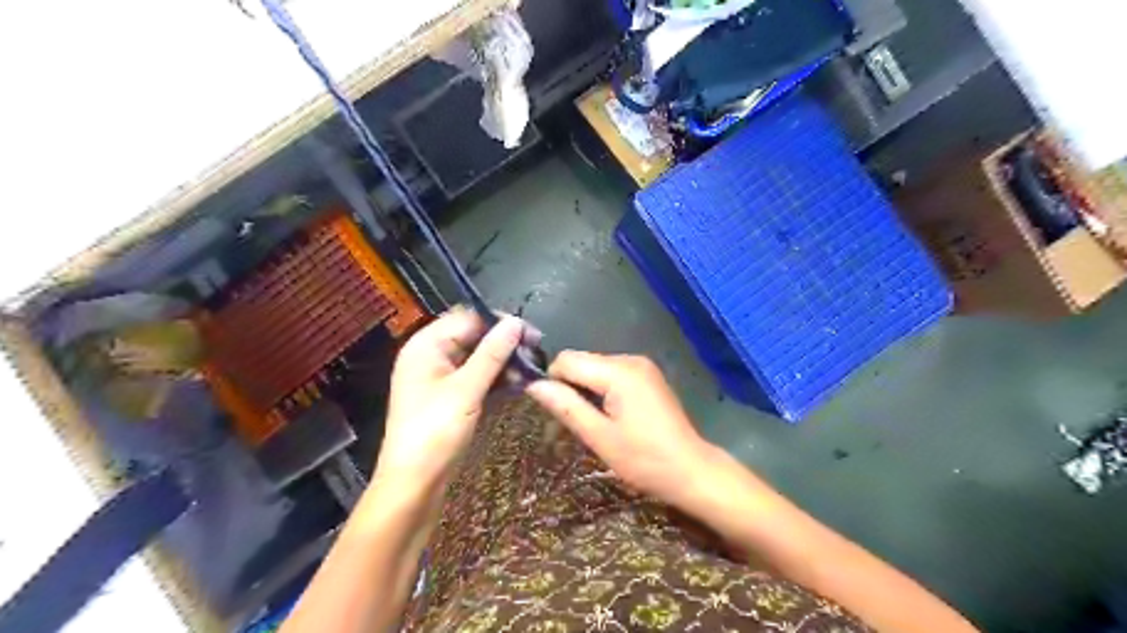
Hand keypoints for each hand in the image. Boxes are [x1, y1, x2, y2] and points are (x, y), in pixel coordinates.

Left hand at [376, 309, 532, 486]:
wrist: (413, 484)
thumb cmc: (435, 432)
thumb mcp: (466, 389)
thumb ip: (492, 353)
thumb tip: (516, 323)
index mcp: (426, 345)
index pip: (468, 318)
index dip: (500, 322)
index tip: (532, 334)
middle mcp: (432, 355)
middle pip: (474, 336)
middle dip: (505, 343)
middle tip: (537, 353)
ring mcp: (441, 377)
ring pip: (478, 358)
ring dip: (504, 362)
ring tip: (531, 372)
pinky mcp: (450, 397)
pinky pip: (477, 378)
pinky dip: (496, 379)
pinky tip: (518, 384)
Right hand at [527, 350, 715, 508]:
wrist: (692, 470)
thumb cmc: (644, 459)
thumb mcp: (599, 437)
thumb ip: (566, 406)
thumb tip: (533, 386)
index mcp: (618, 371)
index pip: (567, 359)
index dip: (552, 381)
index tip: (553, 411)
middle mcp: (630, 359)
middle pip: (582, 361)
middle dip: (570, 387)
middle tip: (573, 422)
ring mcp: (642, 366)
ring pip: (595, 368)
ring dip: (586, 390)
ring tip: (593, 423)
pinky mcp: (648, 376)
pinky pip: (612, 374)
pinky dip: (602, 390)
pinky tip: (610, 416)